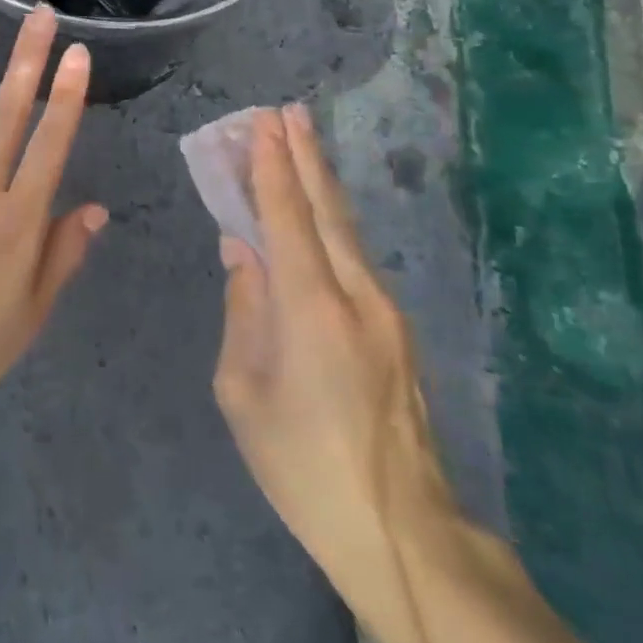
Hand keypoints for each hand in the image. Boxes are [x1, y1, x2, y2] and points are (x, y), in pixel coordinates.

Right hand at [212, 106, 456, 602]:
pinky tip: (317, 213)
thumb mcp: (242, 390)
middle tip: (286, 112)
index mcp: (311, 308)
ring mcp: (385, 311)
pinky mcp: (397, 330)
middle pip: (327, 210)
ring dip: (319, 183)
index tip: (262, 123)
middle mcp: (356, 295)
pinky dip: (331, 223)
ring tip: (298, 144)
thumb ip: (242, 310)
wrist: (401, 530)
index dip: (271, 166)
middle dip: (304, 156)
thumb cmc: (301, 463)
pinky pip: (355, 259)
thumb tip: (242, 251)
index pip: (287, 217)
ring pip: (347, 230)